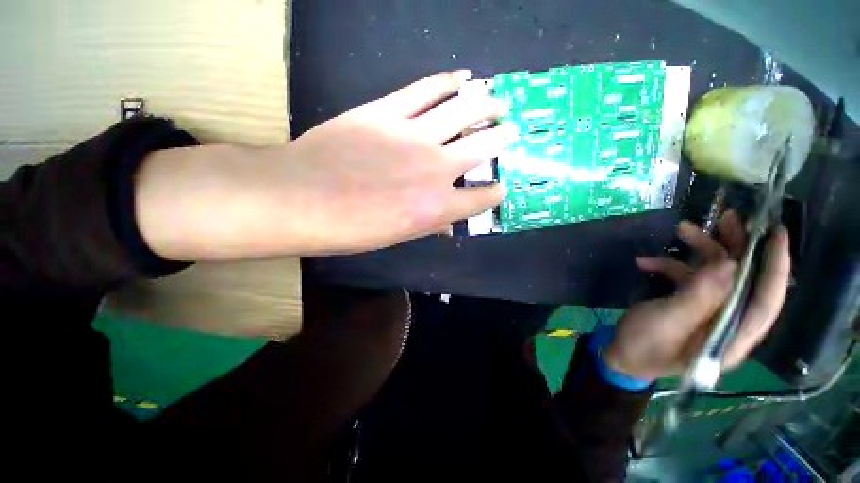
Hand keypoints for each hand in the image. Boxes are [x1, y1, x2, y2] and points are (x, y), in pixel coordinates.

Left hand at [136, 71, 513, 259]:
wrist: (300, 198)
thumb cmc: (351, 228)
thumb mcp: (397, 236)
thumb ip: (428, 225)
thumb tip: (447, 224)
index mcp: (436, 207)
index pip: (482, 198)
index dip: (495, 193)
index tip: (500, 187)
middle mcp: (435, 169)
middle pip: (482, 147)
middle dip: (502, 139)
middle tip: (511, 131)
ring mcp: (413, 135)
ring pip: (463, 110)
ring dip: (486, 104)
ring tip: (498, 100)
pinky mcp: (387, 110)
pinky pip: (426, 89)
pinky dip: (448, 81)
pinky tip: (462, 77)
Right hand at [604, 212, 790, 380]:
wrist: (621, 356)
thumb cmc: (644, 346)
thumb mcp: (666, 322)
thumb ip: (698, 298)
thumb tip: (729, 266)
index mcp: (732, 336)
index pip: (766, 301)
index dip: (776, 267)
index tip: (777, 233)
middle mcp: (728, 324)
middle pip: (743, 281)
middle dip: (736, 248)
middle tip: (728, 217)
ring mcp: (708, 314)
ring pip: (715, 275)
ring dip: (699, 251)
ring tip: (681, 229)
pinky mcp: (690, 307)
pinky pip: (689, 280)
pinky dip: (669, 266)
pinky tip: (645, 262)